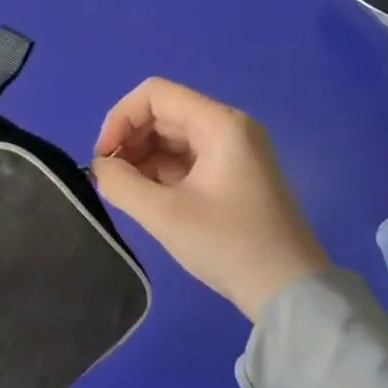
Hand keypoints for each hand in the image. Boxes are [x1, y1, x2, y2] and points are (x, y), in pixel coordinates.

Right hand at [91, 78, 328, 320]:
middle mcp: (228, 127)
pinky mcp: (232, 174)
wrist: (289, 293)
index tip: (103, 158)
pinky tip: (145, 197)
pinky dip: (159, 171)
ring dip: (141, 157)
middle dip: (129, 140)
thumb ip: (120, 183)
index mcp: (220, 124)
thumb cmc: (228, 245)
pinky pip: (185, 157)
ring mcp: (233, 151)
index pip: (154, 94)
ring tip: (125, 191)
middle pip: (162, 113)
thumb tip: (99, 167)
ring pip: (171, 136)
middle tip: (109, 178)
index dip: (120, 119)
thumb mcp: (164, 214)